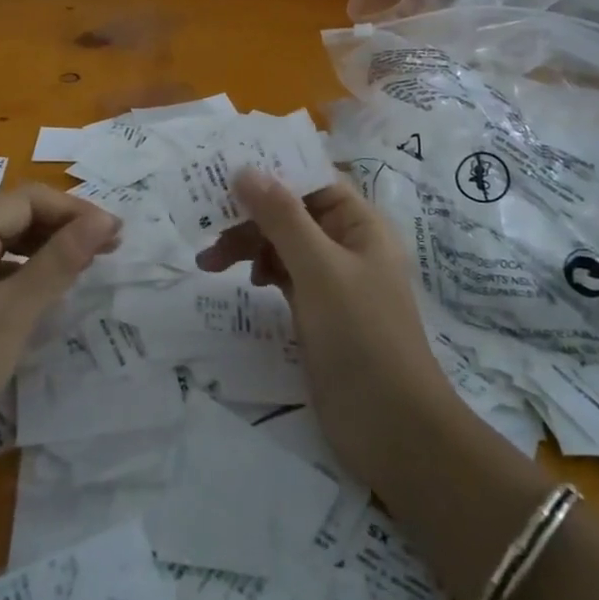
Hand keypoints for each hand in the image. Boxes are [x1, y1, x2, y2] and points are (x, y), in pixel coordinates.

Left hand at [0, 186, 118, 467]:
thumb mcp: (14, 313)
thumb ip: (60, 261)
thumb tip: (104, 219)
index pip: (27, 200)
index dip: (74, 211)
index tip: (114, 233)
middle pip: (14, 216)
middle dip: (62, 227)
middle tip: (108, 249)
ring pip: (3, 243)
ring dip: (45, 249)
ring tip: (85, 266)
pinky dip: (22, 272)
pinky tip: (45, 292)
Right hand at [195, 171, 457, 493]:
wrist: (392, 430)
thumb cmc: (361, 337)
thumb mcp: (319, 269)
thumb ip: (282, 217)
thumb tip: (246, 169)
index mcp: (361, 224)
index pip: (312, 180)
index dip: (272, 171)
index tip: (225, 169)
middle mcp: (348, 244)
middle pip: (292, 211)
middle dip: (250, 216)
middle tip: (206, 225)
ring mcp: (333, 280)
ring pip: (283, 244)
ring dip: (248, 245)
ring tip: (208, 263)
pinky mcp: (318, 311)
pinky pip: (284, 274)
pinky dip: (262, 270)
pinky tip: (248, 282)